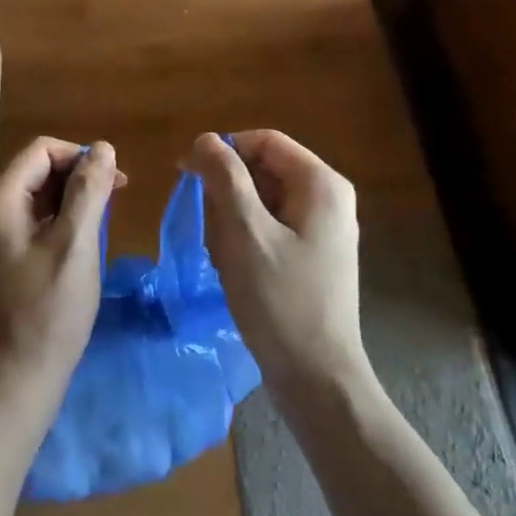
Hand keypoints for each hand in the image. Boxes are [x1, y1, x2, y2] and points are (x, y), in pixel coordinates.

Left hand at [0, 137, 123, 418]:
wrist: (15, 383)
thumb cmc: (48, 311)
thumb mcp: (76, 245)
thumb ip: (89, 191)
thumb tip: (102, 147)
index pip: (41, 151)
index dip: (80, 156)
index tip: (114, 182)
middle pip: (36, 172)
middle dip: (78, 178)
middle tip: (116, 202)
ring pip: (36, 200)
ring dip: (72, 202)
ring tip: (104, 225)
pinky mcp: (0, 264)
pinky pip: (32, 226)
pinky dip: (60, 225)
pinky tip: (82, 248)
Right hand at [189, 130, 367, 398]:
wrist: (316, 376)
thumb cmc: (280, 300)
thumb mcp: (245, 233)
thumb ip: (224, 178)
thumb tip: (205, 139)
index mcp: (321, 184)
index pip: (264, 141)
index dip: (223, 151)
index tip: (186, 174)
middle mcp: (329, 198)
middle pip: (265, 169)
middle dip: (228, 192)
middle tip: (207, 227)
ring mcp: (324, 229)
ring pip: (264, 200)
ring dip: (233, 219)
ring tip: (221, 254)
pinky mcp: (314, 254)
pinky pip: (271, 227)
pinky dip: (246, 238)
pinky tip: (233, 267)